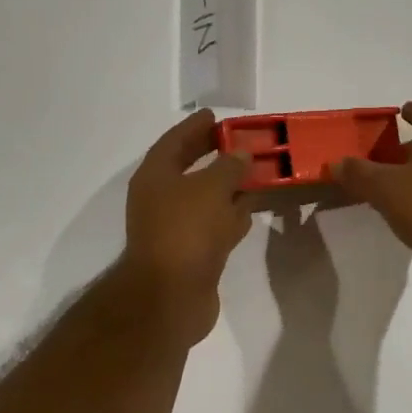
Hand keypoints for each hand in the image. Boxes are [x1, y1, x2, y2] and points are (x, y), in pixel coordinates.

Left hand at [119, 110, 252, 344]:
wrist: (170, 297)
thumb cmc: (186, 230)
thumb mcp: (212, 188)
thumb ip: (230, 166)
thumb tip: (241, 154)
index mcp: (155, 176)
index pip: (174, 141)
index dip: (194, 127)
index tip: (214, 115)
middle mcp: (161, 199)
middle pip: (189, 168)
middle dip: (213, 155)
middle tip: (239, 141)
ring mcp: (175, 228)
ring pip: (205, 198)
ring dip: (227, 186)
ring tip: (255, 172)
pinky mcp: (192, 253)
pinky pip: (214, 224)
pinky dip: (231, 215)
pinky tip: (251, 209)